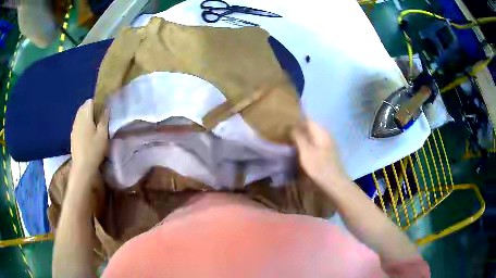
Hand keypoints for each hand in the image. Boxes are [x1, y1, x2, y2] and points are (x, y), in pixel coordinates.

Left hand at [70, 99, 108, 170]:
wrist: (82, 167)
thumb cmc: (94, 150)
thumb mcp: (103, 134)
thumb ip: (104, 119)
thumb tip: (106, 108)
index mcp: (85, 117)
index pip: (89, 102)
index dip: (97, 103)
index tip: (103, 111)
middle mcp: (78, 119)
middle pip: (83, 108)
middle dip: (91, 109)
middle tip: (99, 118)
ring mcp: (74, 128)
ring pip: (80, 116)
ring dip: (86, 117)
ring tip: (94, 126)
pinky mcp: (73, 136)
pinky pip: (78, 124)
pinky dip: (83, 124)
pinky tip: (87, 134)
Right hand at [292, 120, 347, 188]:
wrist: (334, 182)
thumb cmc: (319, 167)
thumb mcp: (306, 152)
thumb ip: (299, 137)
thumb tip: (292, 125)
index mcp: (321, 132)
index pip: (308, 119)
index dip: (298, 118)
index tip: (287, 119)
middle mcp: (326, 134)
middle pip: (311, 126)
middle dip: (300, 126)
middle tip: (286, 129)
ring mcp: (328, 143)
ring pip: (313, 134)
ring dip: (303, 135)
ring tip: (292, 138)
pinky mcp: (328, 151)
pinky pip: (316, 141)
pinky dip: (308, 141)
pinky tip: (302, 147)